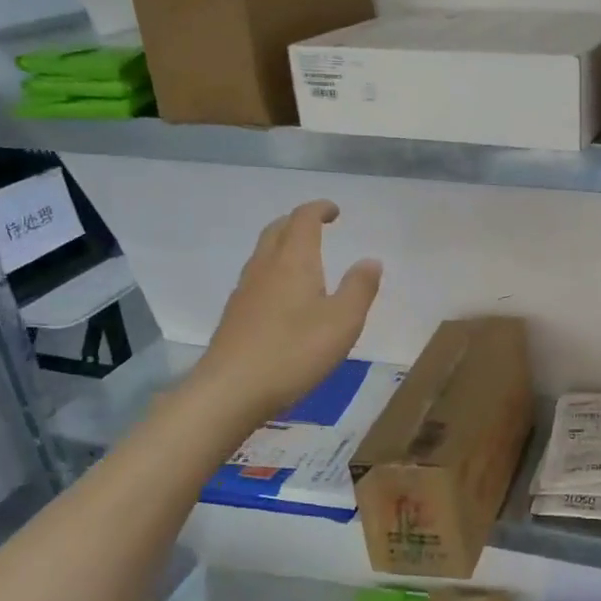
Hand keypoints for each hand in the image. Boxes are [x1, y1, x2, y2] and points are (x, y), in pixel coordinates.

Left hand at [192, 201, 381, 420]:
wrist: (230, 391)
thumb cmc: (294, 352)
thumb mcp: (343, 322)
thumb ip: (360, 288)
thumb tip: (371, 260)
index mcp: (294, 261)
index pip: (303, 219)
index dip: (319, 209)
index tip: (335, 211)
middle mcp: (265, 267)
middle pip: (277, 230)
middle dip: (298, 221)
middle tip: (318, 227)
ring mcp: (245, 291)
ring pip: (263, 253)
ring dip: (283, 244)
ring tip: (304, 258)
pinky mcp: (235, 314)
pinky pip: (257, 277)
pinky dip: (274, 270)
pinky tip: (284, 295)